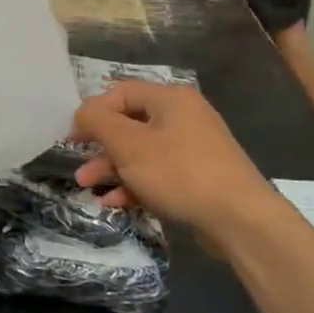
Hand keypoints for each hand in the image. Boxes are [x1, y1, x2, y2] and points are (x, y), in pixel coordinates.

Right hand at [72, 82, 276, 236]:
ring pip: (142, 151)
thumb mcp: (129, 144)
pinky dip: (135, 183)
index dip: (92, 112)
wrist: (240, 220)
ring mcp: (193, 148)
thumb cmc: (179, 173)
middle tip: (79, 165)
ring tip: (89, 187)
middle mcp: (184, 117)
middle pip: (130, 123)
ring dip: (113, 168)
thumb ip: (98, 122)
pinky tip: (115, 202)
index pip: (120, 92)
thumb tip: (82, 113)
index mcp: (170, 99)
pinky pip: (158, 173)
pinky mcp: (198, 177)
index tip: (73, 138)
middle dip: (101, 146)